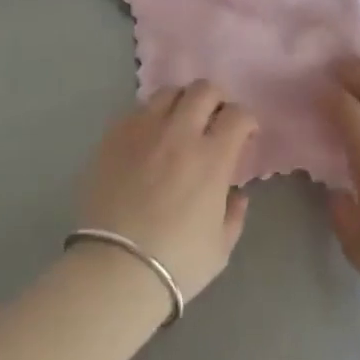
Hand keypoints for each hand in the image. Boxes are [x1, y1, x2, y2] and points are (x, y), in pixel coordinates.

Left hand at [77, 82, 254, 300]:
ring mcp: (143, 131)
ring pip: (168, 92)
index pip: (237, 115)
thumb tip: (237, 194)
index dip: (247, 120)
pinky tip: (148, 139)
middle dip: (216, 100)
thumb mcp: (220, 247)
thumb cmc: (176, 263)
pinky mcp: (113, 137)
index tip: (245, 134)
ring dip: (181, 102)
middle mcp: (179, 134)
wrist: (114, 269)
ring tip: (179, 123)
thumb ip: (234, 214)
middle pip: (204, 90)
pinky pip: (136, 111)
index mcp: (212, 158)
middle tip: (214, 121)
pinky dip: (150, 118)